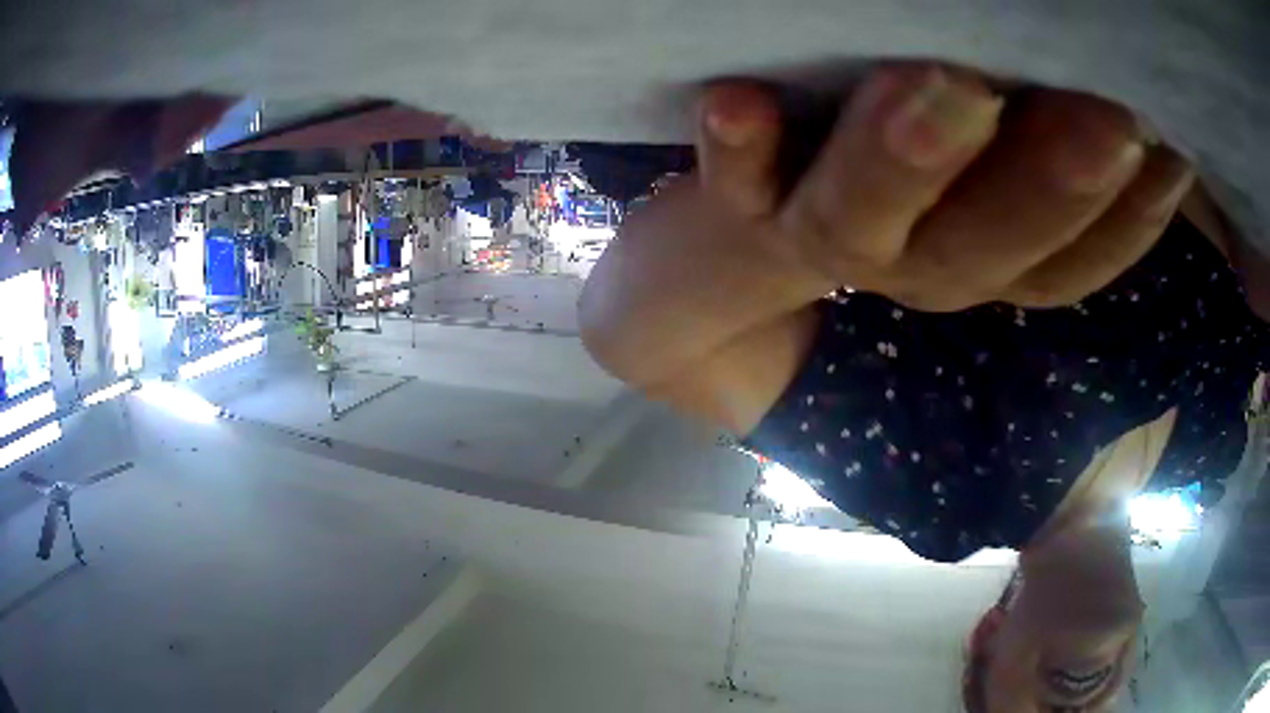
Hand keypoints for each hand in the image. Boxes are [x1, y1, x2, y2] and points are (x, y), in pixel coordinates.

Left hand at [697, 64, 1194, 310]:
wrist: (727, 254)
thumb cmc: (874, 186)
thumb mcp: (986, 177)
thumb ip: (1046, 158)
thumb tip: (1147, 124)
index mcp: (983, 257)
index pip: (1073, 258)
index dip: (1131, 219)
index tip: (1170, 146)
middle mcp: (915, 263)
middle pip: (992, 248)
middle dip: (1053, 186)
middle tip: (1108, 116)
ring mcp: (821, 239)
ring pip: (875, 222)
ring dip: (914, 157)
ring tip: (948, 84)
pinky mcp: (737, 213)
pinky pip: (737, 187)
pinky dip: (739, 150)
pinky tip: (735, 102)